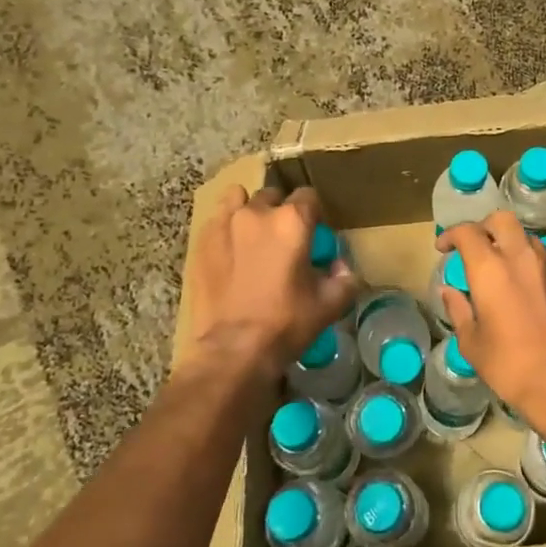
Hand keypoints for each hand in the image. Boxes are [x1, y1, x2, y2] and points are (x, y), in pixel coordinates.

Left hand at [183, 185, 357, 382]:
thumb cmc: (286, 324)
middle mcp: (257, 212)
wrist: (232, 350)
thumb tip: (340, 266)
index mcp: (292, 221)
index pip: (309, 196)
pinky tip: (230, 252)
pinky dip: (227, 229)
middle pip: (274, 196)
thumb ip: (344, 278)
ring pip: (240, 200)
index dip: (314, 213)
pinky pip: (217, 221)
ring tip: (253, 238)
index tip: (315, 234)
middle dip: (281, 212)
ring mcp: (224, 224)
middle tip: (285, 241)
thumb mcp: (329, 304)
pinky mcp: (201, 242)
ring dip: (250, 211)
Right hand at [436, 212, 545, 433]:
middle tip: (473, 246)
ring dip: (509, 241)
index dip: (451, 235)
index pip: (467, 232)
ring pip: (525, 235)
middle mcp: (519, 257)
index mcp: (489, 268)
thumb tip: (448, 291)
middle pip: (501, 220)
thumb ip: (458, 309)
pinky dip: (530, 258)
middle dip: (484, 226)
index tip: (443, 249)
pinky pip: (544, 255)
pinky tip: (524, 279)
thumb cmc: (508, 364)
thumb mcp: (471, 341)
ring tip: (499, 263)